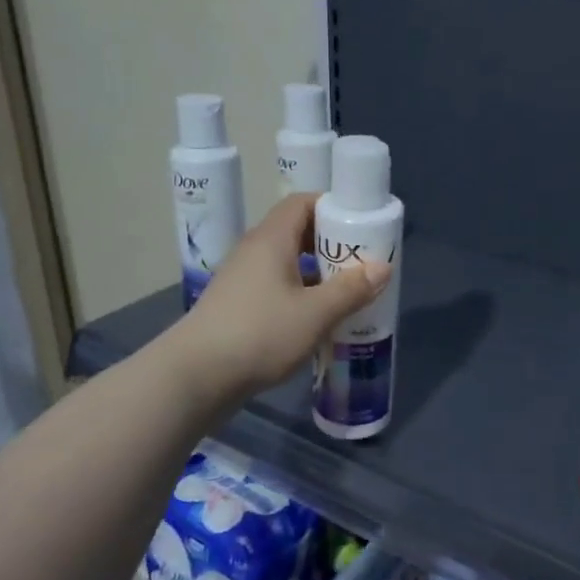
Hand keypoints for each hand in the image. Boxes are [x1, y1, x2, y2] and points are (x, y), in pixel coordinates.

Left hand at [172, 192, 389, 399]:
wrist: (196, 377)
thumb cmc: (259, 334)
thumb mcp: (315, 313)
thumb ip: (351, 289)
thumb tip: (382, 267)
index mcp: (271, 239)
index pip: (303, 203)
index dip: (334, 207)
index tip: (362, 225)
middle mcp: (254, 251)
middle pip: (297, 232)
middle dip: (332, 243)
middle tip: (362, 262)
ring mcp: (243, 280)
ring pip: (288, 263)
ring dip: (318, 273)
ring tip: (349, 292)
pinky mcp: (238, 306)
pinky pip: (277, 287)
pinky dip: (301, 294)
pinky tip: (319, 319)